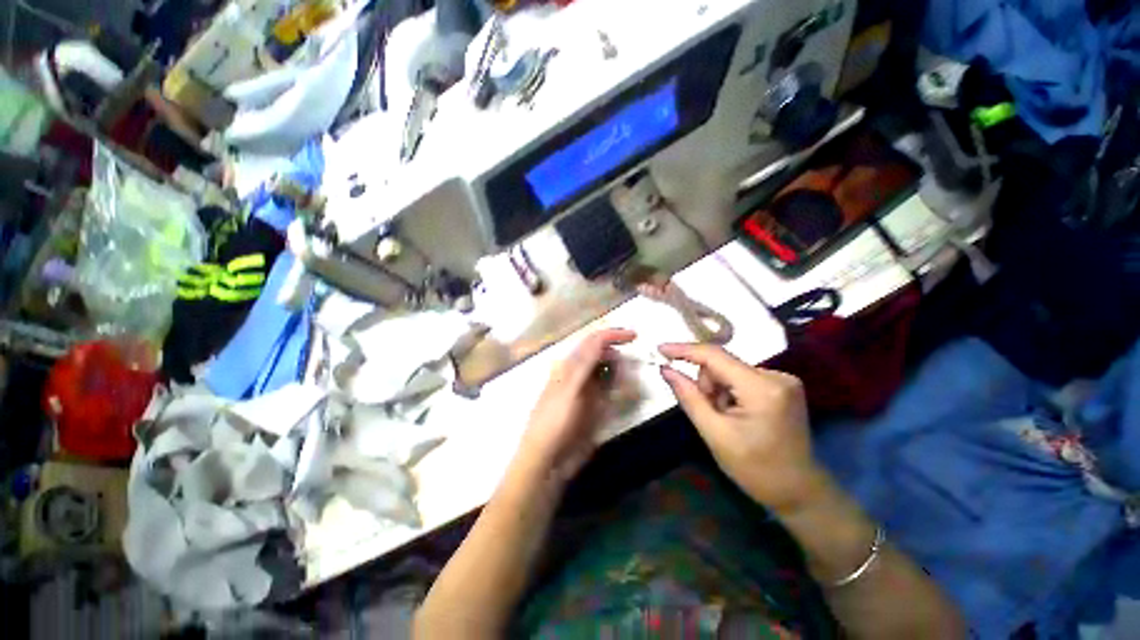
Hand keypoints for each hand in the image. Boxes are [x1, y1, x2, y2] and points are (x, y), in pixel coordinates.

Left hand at [514, 328, 636, 485]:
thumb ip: (584, 364)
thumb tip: (600, 338)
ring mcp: (586, 389)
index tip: (634, 336)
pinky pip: (609, 390)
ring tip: (629, 379)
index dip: (612, 335)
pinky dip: (618, 387)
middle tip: (634, 363)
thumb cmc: (554, 422)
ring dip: (620, 371)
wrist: (548, 460)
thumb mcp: (569, 390)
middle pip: (601, 354)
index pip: (592, 342)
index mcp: (569, 366)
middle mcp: (578, 373)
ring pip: (607, 371)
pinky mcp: (593, 406)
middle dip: (618, 354)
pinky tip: (623, 392)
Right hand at [659, 343, 826, 513]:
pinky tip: (737, 414)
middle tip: (710, 414)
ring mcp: (783, 379)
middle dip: (707, 384)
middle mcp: (776, 376)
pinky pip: (741, 377)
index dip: (685, 350)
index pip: (715, 356)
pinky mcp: (782, 385)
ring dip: (718, 390)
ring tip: (726, 418)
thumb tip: (666, 369)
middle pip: (722, 364)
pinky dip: (730, 391)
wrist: (798, 491)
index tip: (660, 349)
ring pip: (729, 370)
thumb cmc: (755, 469)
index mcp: (762, 389)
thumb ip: (689, 397)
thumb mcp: (715, 434)